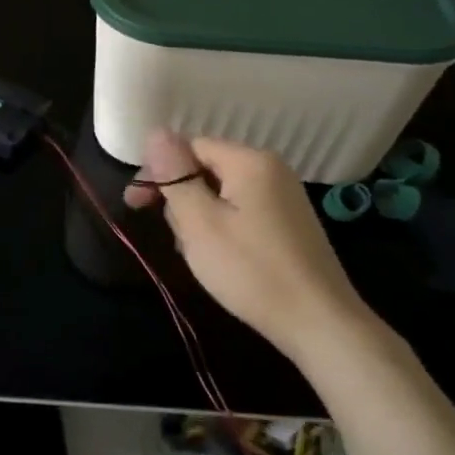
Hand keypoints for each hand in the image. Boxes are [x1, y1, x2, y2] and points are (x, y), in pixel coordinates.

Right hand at [124, 130, 384, 364]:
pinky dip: (223, 230)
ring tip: (200, 256)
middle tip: (177, 240)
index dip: (159, 172)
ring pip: (222, 194)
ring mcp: (284, 197)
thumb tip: (155, 132)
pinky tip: (222, 260)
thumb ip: (175, 176)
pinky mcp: (289, 224)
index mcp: (250, 161)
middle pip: (206, 168)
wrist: (319, 322)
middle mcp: (271, 170)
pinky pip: (242, 212)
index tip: (136, 206)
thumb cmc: (251, 270)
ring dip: (201, 219)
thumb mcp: (200, 223)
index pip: (190, 146)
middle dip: (182, 200)